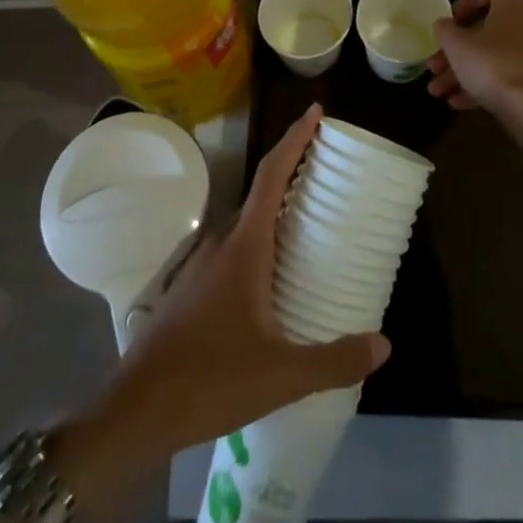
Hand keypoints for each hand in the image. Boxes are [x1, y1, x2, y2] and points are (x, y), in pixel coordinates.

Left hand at [84, 105, 390, 465]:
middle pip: (261, 194)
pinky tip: (272, 277)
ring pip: (245, 224)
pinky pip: (232, 249)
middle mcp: (221, 242)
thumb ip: (334, 359)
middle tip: (327, 171)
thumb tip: (383, 345)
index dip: (295, 139)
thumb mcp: (282, 375)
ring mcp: (200, 263)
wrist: (138, 409)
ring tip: (308, 223)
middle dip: (293, 174)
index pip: (272, 175)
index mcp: (244, 246)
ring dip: (275, 213)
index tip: (316, 112)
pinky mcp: (191, 287)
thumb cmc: (211, 379)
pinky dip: (258, 243)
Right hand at [428, 0, 522, 118]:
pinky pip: (504, 75)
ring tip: (437, 91)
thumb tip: (444, 25)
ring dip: (463, 71)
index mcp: (513, 4)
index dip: (464, 2)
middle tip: (434, 65)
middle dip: (455, 50)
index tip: (448, 21)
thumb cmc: (492, 64)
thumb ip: (445, 30)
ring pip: (492, 56)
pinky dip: (482, 84)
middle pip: (485, 30)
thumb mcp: (457, 44)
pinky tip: (457, 102)